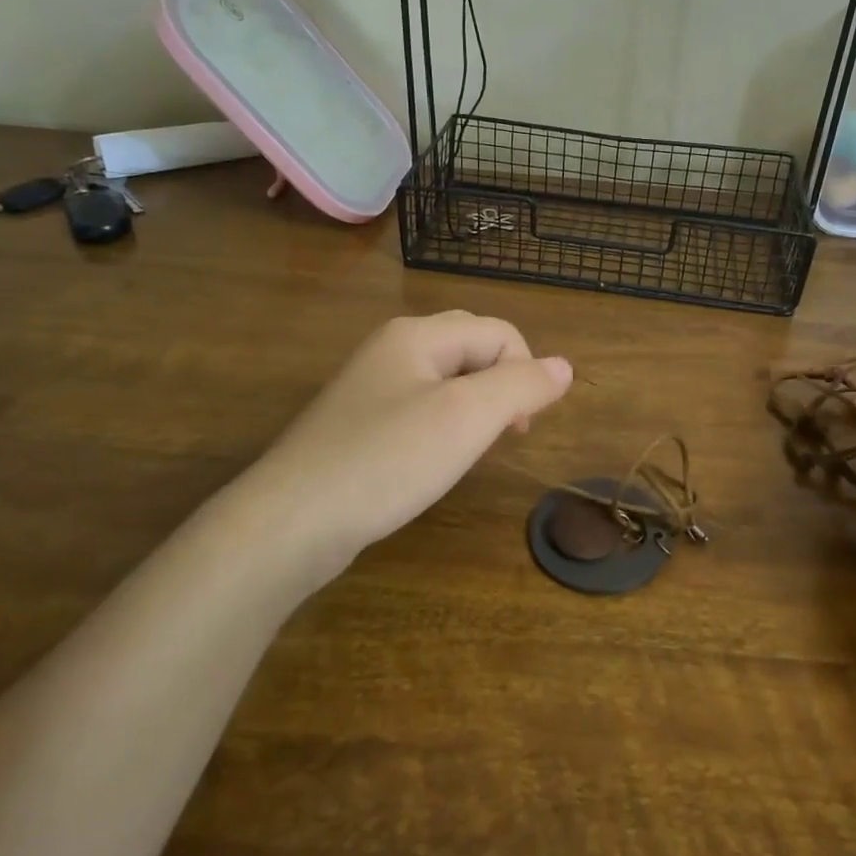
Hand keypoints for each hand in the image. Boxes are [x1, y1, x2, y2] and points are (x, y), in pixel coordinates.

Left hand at [212, 311, 572, 592]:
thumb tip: (564, 366)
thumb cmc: (387, 461)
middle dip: (501, 385)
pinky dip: (443, 427)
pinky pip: (420, 408)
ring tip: (471, 450)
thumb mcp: (467, 418)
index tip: (518, 428)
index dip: (524, 373)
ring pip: (447, 380)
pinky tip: (433, 460)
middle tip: (502, 436)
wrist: (290, 523)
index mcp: (417, 335)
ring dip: (475, 408)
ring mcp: (370, 387)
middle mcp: (392, 348)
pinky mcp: (359, 424)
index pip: (499, 332)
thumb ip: (521, 385)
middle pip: (472, 347)